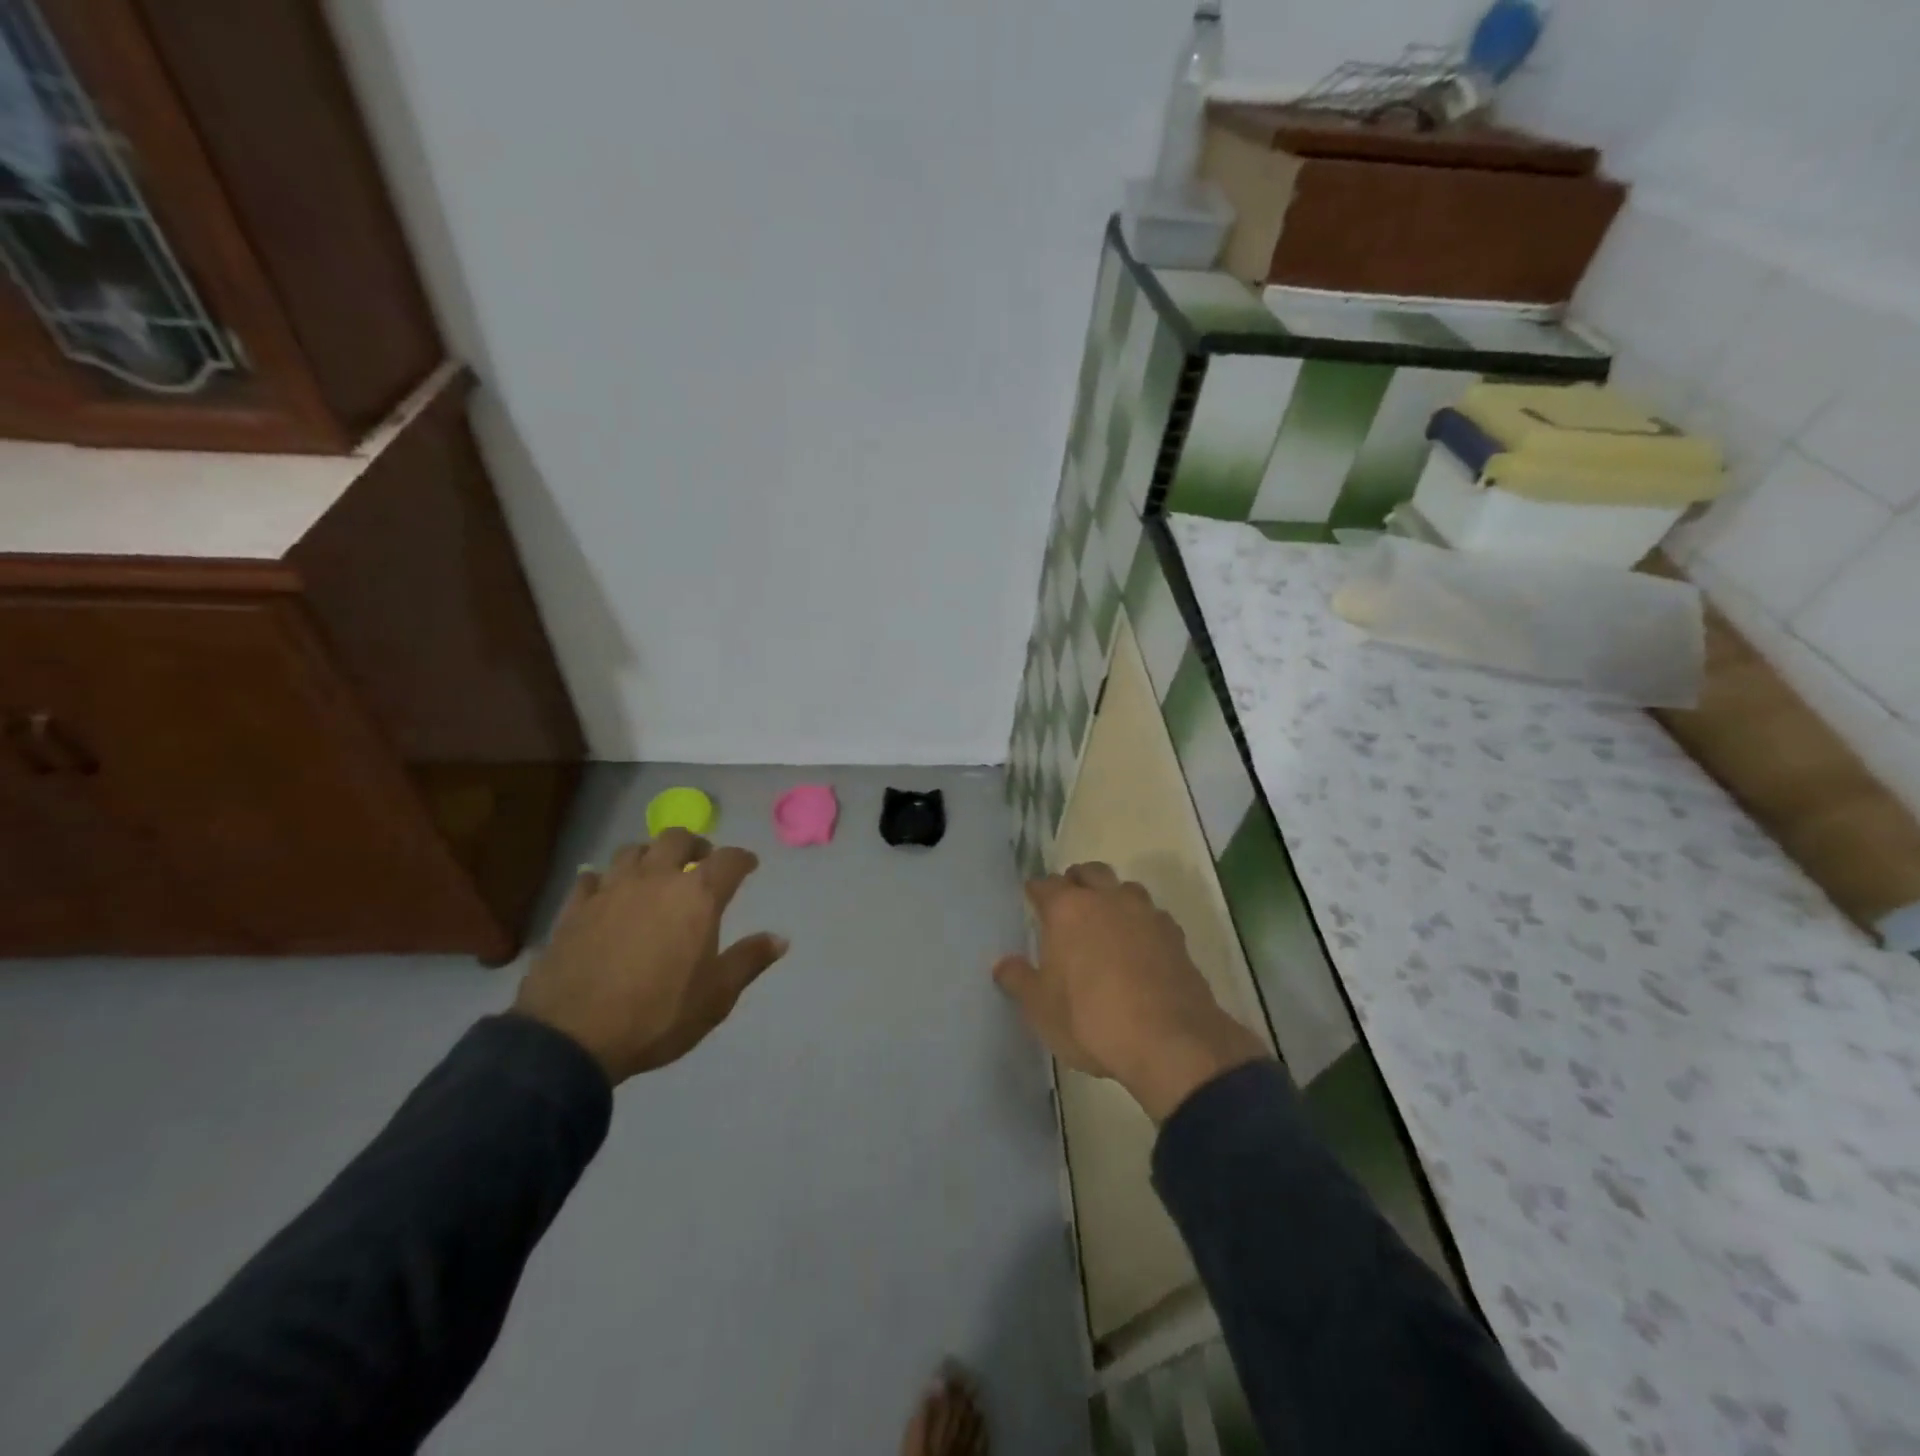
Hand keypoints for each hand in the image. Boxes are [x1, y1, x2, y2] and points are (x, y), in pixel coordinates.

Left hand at [514, 829, 788, 1084]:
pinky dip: (604, 879)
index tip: (749, 865)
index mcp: (697, 896)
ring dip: (649, 855)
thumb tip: (780, 939)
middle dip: (694, 844)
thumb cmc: (658, 1014)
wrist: (573, 1037)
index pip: (729, 860)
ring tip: (654, 873)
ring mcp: (611, 890)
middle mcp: (656, 880)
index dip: (743, 859)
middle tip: (700, 860)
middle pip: (676, 838)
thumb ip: (749, 960)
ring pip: (632, 851)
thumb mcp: (717, 995)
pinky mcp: (575, 908)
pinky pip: (591, 878)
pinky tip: (605, 892)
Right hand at [993, 863, 1268, 1121]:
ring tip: (1106, 923)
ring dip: (1113, 898)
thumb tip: (1002, 964)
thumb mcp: (1041, 1009)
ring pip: (1125, 889)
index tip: (1031, 899)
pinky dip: (1141, 924)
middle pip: (1090, 872)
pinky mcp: (1176, 936)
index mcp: (1068, 909)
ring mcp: (1146, 914)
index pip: (1045, 884)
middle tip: (1068, 903)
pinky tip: (1139, 948)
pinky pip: (1152, 917)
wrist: (1170, 1042)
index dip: (1036, 891)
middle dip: (1077, 881)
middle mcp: (1107, 899)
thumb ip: (1018, 980)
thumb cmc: (1091, 1020)